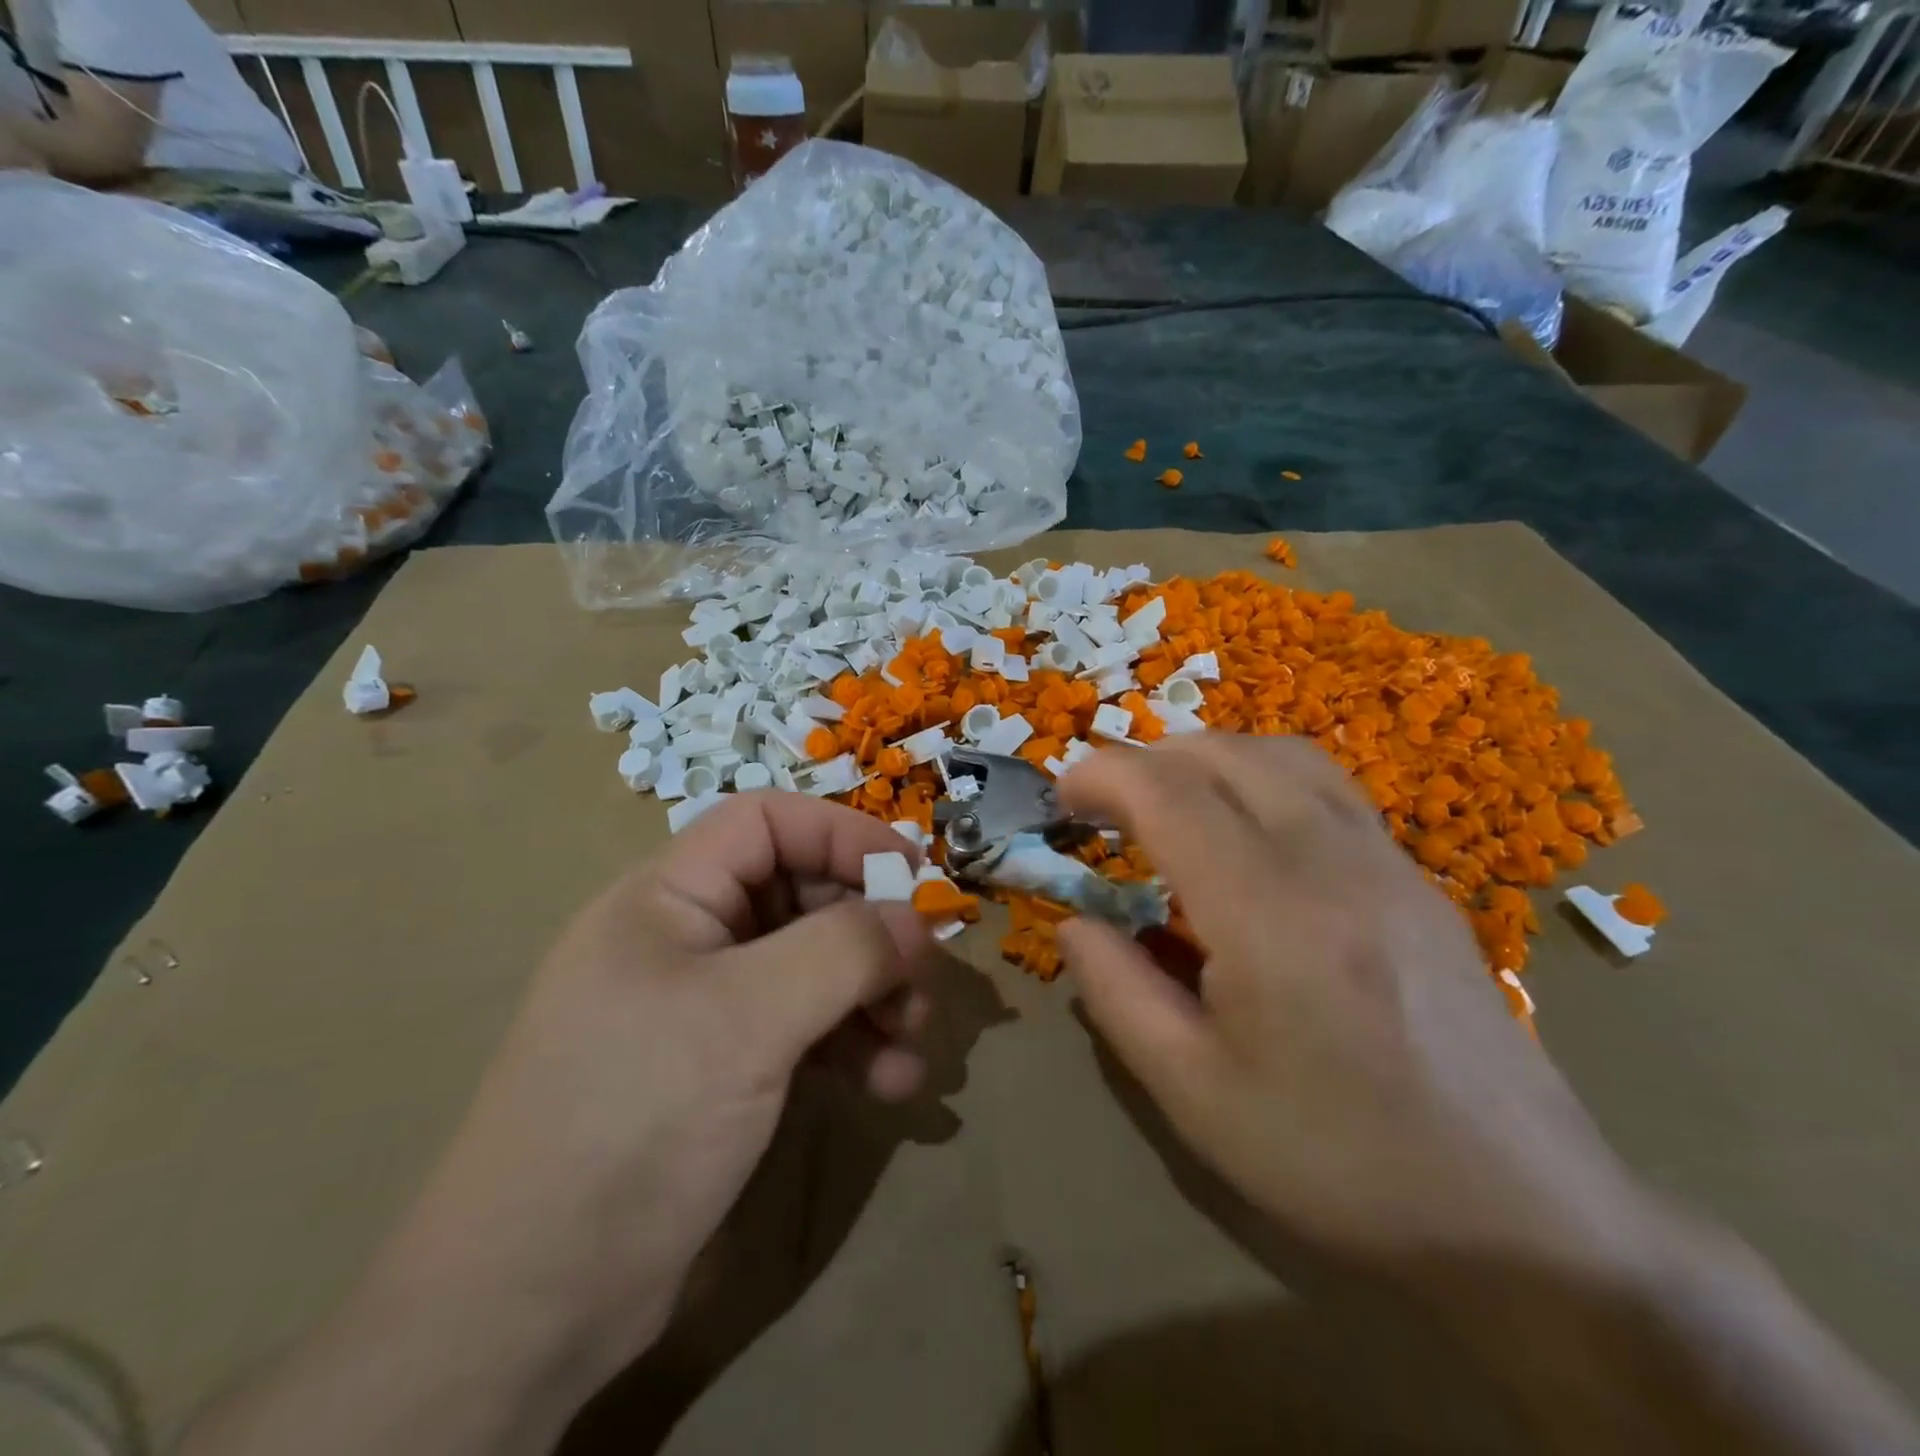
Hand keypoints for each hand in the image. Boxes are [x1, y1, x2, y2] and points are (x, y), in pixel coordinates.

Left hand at [378, 792, 935, 1384]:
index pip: (766, 822)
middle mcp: (688, 939)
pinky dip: (853, 1047)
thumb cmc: (633, 1120)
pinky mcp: (725, 1069)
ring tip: (912, 1041)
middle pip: (800, 895)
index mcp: (668, 898)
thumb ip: (842, 952)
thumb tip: (915, 920)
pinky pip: (806, 1029)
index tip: (912, 874)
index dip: (841, 833)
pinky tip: (891, 1085)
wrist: (531, 1306)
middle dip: (869, 932)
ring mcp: (706, 1007)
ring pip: (813, 966)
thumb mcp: (746, 1020)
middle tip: (922, 976)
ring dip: (872, 996)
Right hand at [1056, 734, 1652, 1280]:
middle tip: (1102, 806)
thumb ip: (1117, 993)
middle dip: (1146, 759)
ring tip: (1166, 802)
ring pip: (1283, 756)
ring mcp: (1388, 863)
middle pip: (1225, 754)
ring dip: (1206, 758)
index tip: (1062, 800)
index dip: (1103, 777)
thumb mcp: (1194, 1095)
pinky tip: (1245, 833)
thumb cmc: (1339, 1164)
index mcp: (1270, 916)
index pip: (1170, 794)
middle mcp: (1333, 863)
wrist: (1527, 1219)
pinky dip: (1261, 777)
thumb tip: (1075, 923)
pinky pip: (1326, 788)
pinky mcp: (1417, 880)